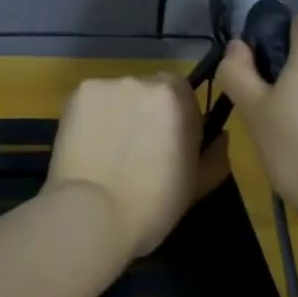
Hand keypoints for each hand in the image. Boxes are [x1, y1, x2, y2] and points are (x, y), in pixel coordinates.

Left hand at [46, 74, 206, 257]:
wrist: (91, 215)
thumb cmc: (152, 206)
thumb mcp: (197, 186)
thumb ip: (215, 155)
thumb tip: (220, 136)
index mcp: (177, 98)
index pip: (184, 93)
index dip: (178, 118)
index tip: (170, 144)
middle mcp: (143, 81)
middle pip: (150, 90)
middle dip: (147, 112)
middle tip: (137, 147)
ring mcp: (107, 85)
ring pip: (119, 94)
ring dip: (119, 112)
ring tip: (108, 149)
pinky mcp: (77, 94)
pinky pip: (92, 100)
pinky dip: (92, 116)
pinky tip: (88, 145)